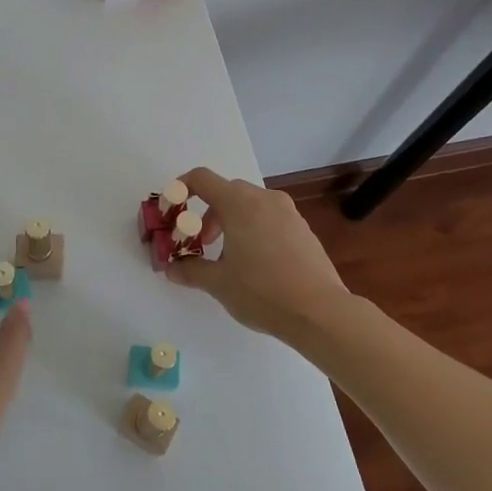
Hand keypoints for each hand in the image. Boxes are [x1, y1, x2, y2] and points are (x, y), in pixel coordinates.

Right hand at [165, 168, 352, 340]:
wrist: (320, 312)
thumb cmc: (262, 291)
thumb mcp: (218, 283)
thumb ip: (190, 271)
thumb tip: (172, 269)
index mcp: (238, 203)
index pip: (201, 178)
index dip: (180, 189)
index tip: (172, 211)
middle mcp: (263, 198)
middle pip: (226, 191)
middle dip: (206, 213)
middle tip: (201, 242)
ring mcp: (287, 212)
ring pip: (249, 204)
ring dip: (231, 221)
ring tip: (229, 256)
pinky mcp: (303, 228)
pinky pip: (269, 217)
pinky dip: (254, 228)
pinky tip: (257, 263)